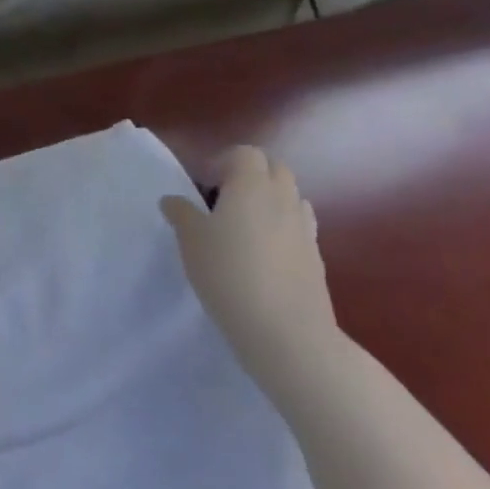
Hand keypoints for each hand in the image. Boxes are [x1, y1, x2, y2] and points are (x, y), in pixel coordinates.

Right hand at [162, 147, 341, 396]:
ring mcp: (305, 228)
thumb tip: (172, 199)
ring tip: (246, 228)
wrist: (288, 334)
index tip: (204, 187)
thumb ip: (181, 214)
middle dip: (251, 176)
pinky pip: (299, 228)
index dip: (223, 163)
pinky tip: (265, 257)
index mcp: (251, 184)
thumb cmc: (230, 275)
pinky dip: (284, 230)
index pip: (244, 153)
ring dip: (270, 201)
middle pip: (274, 168)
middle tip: (224, 200)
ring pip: (291, 197)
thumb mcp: (191, 242)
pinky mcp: (317, 259)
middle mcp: (283, 197)